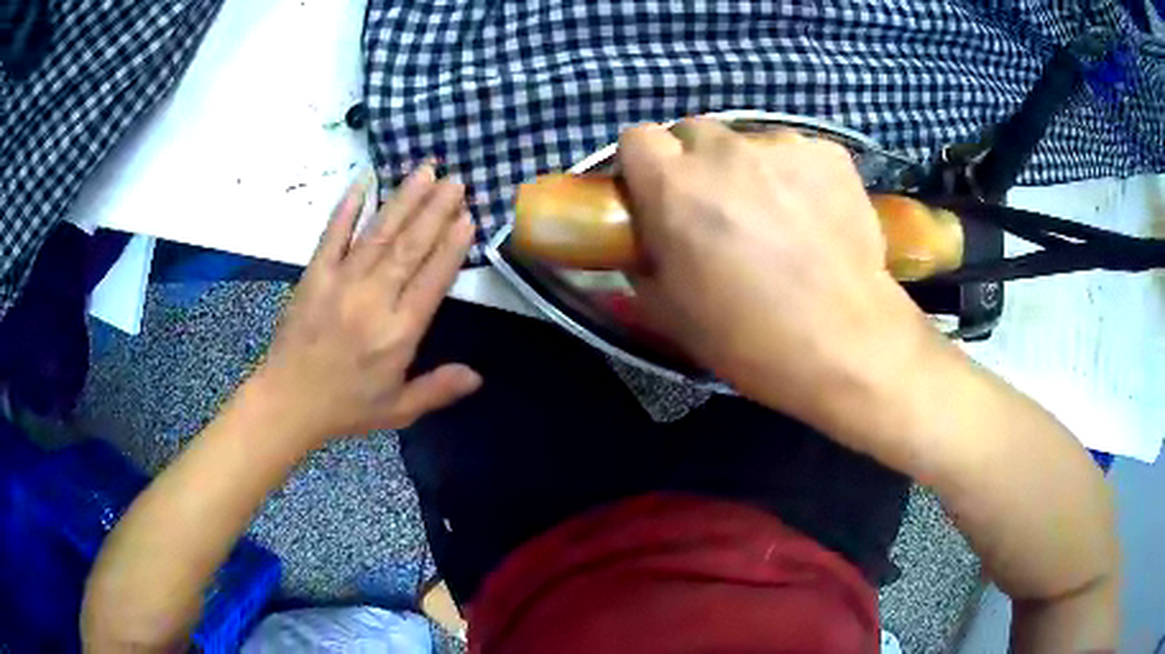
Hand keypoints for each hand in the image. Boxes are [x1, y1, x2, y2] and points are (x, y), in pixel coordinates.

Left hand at [250, 164, 481, 445]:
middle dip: (435, 210)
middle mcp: (374, 300)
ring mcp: (341, 282)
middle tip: (456, 180)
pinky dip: (347, 208)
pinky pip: (333, 235)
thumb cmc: (346, 407)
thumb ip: (438, 389)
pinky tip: (363, 182)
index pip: (432, 279)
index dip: (452, 246)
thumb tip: (479, 377)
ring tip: (425, 171)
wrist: (288, 402)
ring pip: (379, 234)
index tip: (468, 216)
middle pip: (410, 247)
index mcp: (398, 332)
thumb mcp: (398, 409)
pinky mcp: (314, 275)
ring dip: (404, 200)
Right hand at [619, 120, 938, 438]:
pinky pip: (798, 154)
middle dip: (697, 164)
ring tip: (779, 218)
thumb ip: (642, 259)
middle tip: (720, 209)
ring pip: (750, 143)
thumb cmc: (749, 338)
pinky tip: (816, 216)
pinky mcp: (830, 154)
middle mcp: (724, 150)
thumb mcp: (670, 311)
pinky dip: (799, 176)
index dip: (645, 164)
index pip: (637, 137)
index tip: (658, 194)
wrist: (846, 344)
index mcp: (674, 186)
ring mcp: (783, 146)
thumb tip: (645, 237)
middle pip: (694, 133)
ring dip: (751, 170)